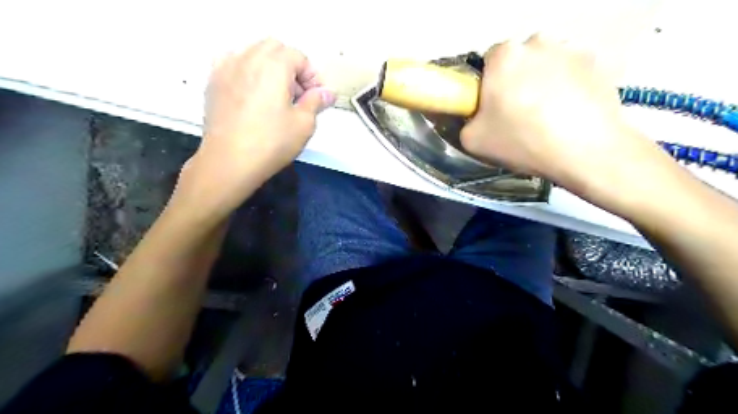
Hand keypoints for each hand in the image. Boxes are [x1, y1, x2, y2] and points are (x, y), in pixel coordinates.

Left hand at [179, 39, 336, 213]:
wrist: (230, 161)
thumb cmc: (270, 143)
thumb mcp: (304, 124)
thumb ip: (316, 102)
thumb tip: (327, 93)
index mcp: (273, 66)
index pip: (299, 57)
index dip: (312, 75)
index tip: (317, 96)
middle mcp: (248, 59)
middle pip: (275, 49)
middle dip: (292, 67)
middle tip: (299, 94)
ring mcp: (226, 68)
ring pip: (252, 52)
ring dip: (270, 66)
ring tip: (276, 94)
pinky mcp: (214, 82)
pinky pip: (232, 62)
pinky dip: (247, 69)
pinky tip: (252, 90)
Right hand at [459, 34, 670, 202]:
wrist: (585, 151)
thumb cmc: (523, 141)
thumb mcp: (473, 140)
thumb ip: (467, 120)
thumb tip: (478, 116)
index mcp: (504, 55)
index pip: (488, 63)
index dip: (488, 86)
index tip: (495, 107)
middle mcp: (538, 42)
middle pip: (519, 61)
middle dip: (516, 82)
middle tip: (519, 114)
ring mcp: (572, 49)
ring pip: (546, 65)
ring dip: (542, 83)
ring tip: (547, 117)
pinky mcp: (598, 63)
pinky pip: (572, 73)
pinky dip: (568, 88)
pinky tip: (569, 114)